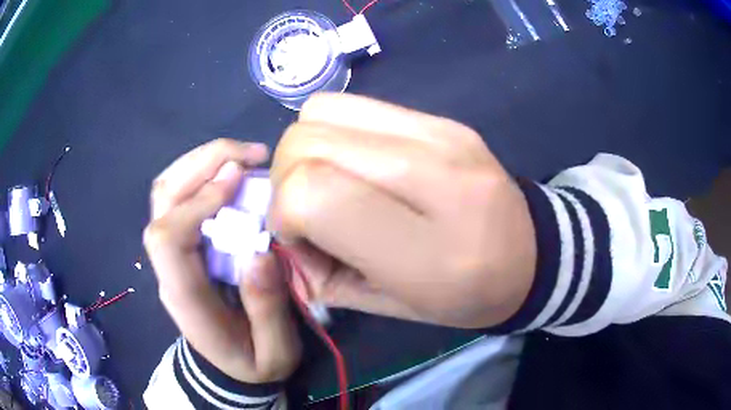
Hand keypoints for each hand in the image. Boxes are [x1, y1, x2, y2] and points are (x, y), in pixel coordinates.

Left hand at [144, 139, 300, 382]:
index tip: (237, 180)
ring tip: (244, 157)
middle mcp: (168, 267)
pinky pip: (181, 197)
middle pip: (163, 199)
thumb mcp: (273, 352)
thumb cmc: (252, 363)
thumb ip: (267, 309)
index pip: (166, 236)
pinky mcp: (183, 245)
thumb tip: (260, 251)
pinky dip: (204, 175)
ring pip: (167, 190)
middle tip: (250, 154)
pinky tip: (233, 174)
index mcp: (184, 296)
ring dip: (201, 162)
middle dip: (201, 164)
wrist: (231, 368)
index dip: (197, 201)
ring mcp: (171, 253)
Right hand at [269, 94, 536, 328]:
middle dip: (287, 178)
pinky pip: (357, 106)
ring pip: (323, 111)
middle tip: (310, 211)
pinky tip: (359, 163)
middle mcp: (435, 176)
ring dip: (307, 149)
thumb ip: (324, 277)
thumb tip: (285, 235)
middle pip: (308, 141)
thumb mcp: (391, 309)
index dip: (285, 213)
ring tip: (332, 181)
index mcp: (427, 250)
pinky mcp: (443, 120)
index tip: (299, 235)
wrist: (533, 255)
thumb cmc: (467, 296)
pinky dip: (336, 133)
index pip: (313, 194)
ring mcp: (442, 135)